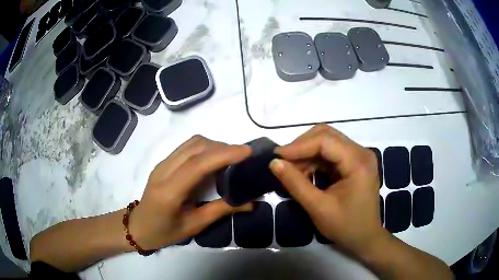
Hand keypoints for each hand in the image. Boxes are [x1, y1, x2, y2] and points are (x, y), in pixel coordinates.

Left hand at [129, 135, 252, 249]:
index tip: (248, 152)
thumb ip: (222, 210)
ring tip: (232, 158)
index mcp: (170, 191)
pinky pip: (187, 147)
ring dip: (215, 146)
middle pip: (196, 147)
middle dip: (224, 148)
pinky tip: (214, 159)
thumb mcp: (194, 226)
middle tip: (245, 157)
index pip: (198, 164)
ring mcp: (162, 163)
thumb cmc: (164, 232)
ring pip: (192, 143)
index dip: (224, 154)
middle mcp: (164, 171)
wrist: (138, 226)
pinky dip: (206, 148)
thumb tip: (252, 203)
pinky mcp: (164, 162)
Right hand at [270, 125, 385, 254]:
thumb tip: (274, 163)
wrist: (365, 238)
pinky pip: (330, 153)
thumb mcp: (318, 208)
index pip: (325, 141)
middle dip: (302, 147)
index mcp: (358, 162)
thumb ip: (296, 184)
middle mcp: (361, 152)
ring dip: (307, 154)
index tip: (276, 156)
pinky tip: (304, 174)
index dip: (298, 146)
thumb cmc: (346, 226)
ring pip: (327, 142)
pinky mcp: (354, 162)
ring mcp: (359, 156)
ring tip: (291, 171)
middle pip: (326, 135)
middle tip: (283, 163)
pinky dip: (314, 160)